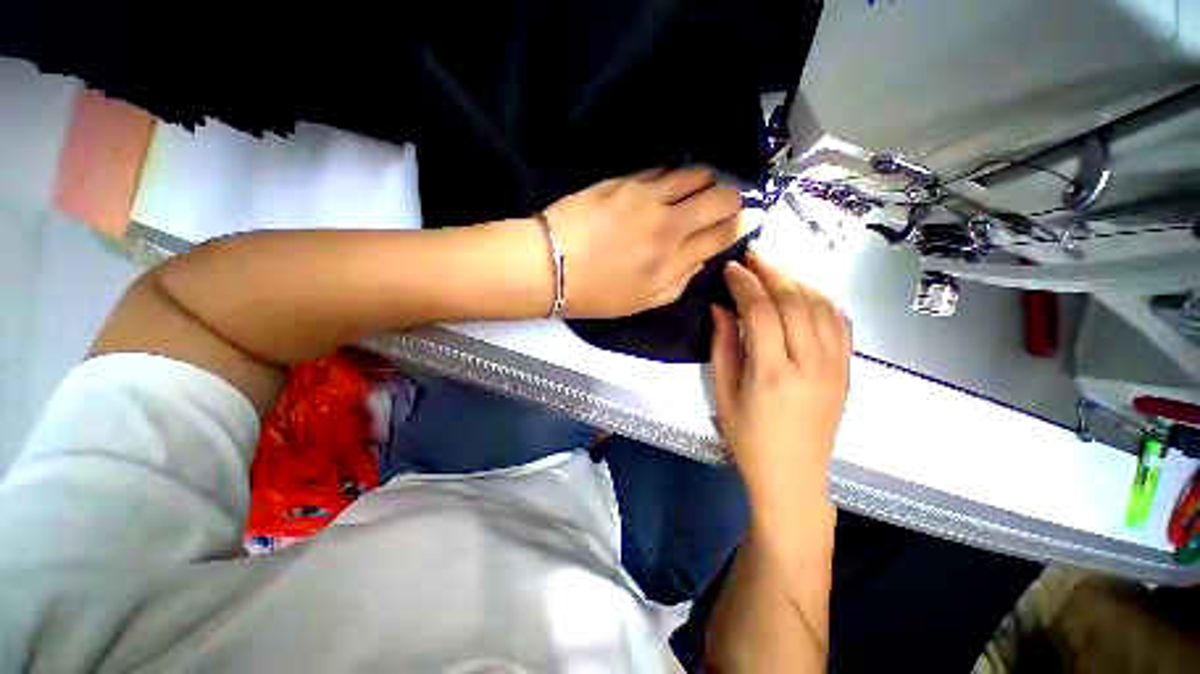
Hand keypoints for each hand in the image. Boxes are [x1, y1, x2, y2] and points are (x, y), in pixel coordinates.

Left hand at [542, 167, 742, 317]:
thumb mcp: (643, 303)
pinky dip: (676, 174)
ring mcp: (647, 196)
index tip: (746, 220)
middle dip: (732, 199)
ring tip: (698, 190)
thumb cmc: (596, 293)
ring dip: (707, 181)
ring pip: (697, 173)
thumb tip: (703, 257)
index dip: (741, 225)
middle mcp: (668, 224)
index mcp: (673, 260)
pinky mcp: (626, 179)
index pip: (724, 233)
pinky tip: (671, 183)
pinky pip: (664, 168)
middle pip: (721, 197)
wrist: (550, 265)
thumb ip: (680, 282)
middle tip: (724, 205)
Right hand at [710, 253, 850, 512]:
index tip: (731, 267)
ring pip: (822, 306)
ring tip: (775, 267)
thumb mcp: (723, 396)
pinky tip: (805, 291)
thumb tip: (720, 308)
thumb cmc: (749, 440)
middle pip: (795, 301)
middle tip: (753, 254)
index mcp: (773, 374)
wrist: (794, 479)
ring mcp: (836, 367)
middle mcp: (811, 365)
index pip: (761, 311)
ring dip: (798, 279)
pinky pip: (841, 322)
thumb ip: (722, 347)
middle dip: (772, 270)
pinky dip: (822, 298)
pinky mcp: (847, 371)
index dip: (745, 283)